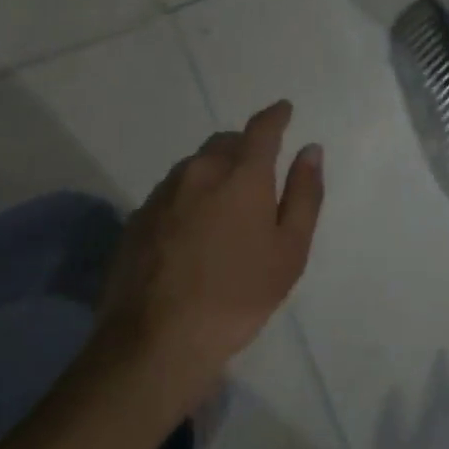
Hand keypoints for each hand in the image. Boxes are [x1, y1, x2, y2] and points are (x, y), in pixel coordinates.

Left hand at [95, 101, 323, 401]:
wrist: (157, 338)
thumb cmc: (238, 295)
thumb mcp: (289, 250)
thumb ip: (304, 195)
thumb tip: (310, 150)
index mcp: (241, 175)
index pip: (261, 129)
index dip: (275, 116)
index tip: (284, 110)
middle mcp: (198, 172)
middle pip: (224, 143)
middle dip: (244, 146)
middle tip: (258, 171)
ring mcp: (162, 193)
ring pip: (195, 166)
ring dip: (214, 172)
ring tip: (225, 207)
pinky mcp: (137, 217)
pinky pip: (172, 192)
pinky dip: (189, 197)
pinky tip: (193, 231)